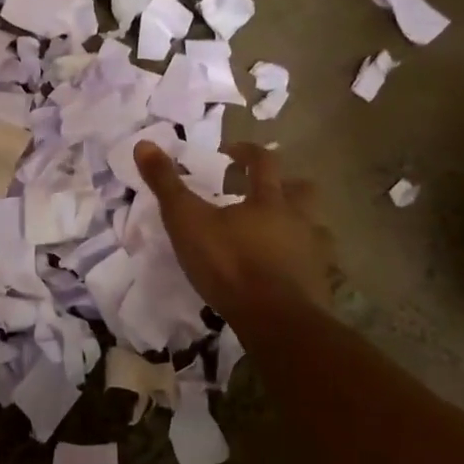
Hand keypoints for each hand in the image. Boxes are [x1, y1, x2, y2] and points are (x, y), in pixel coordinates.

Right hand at [135, 141, 335, 323]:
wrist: (275, 320)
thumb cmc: (229, 264)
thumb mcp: (187, 222)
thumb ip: (167, 185)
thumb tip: (143, 143)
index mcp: (269, 200)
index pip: (263, 162)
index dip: (246, 152)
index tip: (230, 153)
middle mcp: (299, 219)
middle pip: (302, 191)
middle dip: (286, 185)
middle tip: (264, 192)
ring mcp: (314, 253)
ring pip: (315, 228)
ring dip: (299, 225)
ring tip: (278, 235)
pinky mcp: (319, 285)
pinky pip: (316, 265)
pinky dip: (302, 263)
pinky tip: (286, 274)